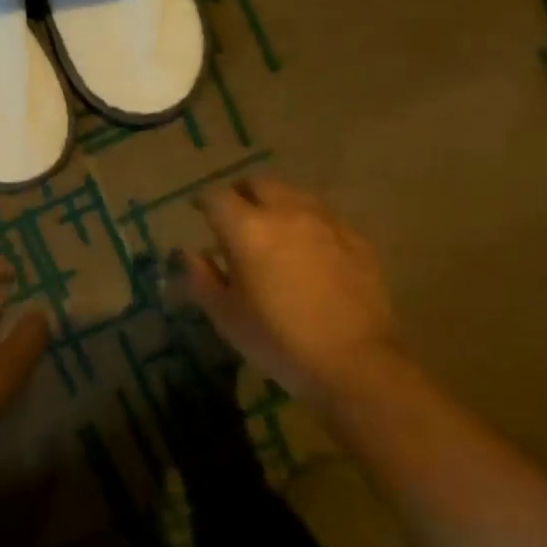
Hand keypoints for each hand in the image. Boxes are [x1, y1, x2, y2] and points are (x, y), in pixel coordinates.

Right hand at [174, 177, 398, 407]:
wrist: (353, 361)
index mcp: (247, 228)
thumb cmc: (277, 340)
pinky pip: (325, 218)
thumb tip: (189, 254)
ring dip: (278, 205)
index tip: (198, 211)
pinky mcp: (357, 239)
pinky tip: (310, 251)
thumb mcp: (226, 316)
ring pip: (295, 196)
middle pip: (259, 184)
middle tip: (235, 216)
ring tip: (273, 231)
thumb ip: (201, 278)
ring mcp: (327, 222)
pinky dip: (309, 225)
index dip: (204, 201)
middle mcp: (287, 212)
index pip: (217, 197)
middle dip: (242, 194)